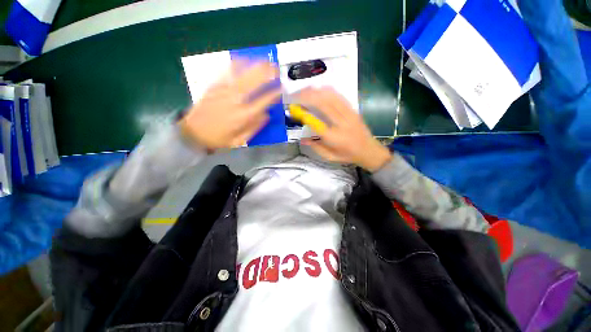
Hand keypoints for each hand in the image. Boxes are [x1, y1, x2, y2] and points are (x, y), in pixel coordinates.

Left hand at [180, 61, 280, 149]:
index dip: (274, 93)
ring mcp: (223, 91)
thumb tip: (266, 115)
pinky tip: (245, 60)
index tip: (281, 88)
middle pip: (254, 81)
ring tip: (265, 61)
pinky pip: (227, 71)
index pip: (264, 100)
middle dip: (268, 73)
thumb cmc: (219, 139)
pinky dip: (237, 63)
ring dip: (255, 65)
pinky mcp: (214, 86)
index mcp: (243, 116)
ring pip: (242, 73)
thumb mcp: (240, 140)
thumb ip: (254, 127)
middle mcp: (235, 100)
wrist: (192, 132)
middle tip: (276, 69)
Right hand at [298, 87, 391, 171]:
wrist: (369, 151)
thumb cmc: (347, 156)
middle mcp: (341, 124)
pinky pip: (340, 97)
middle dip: (307, 97)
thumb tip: (302, 139)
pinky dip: (328, 91)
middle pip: (322, 105)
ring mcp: (348, 115)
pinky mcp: (353, 110)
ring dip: (316, 91)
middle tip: (295, 95)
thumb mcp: (329, 156)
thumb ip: (316, 147)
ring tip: (305, 90)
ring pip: (331, 97)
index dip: (303, 114)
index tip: (293, 109)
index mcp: (334, 138)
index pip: (315, 123)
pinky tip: (320, 89)